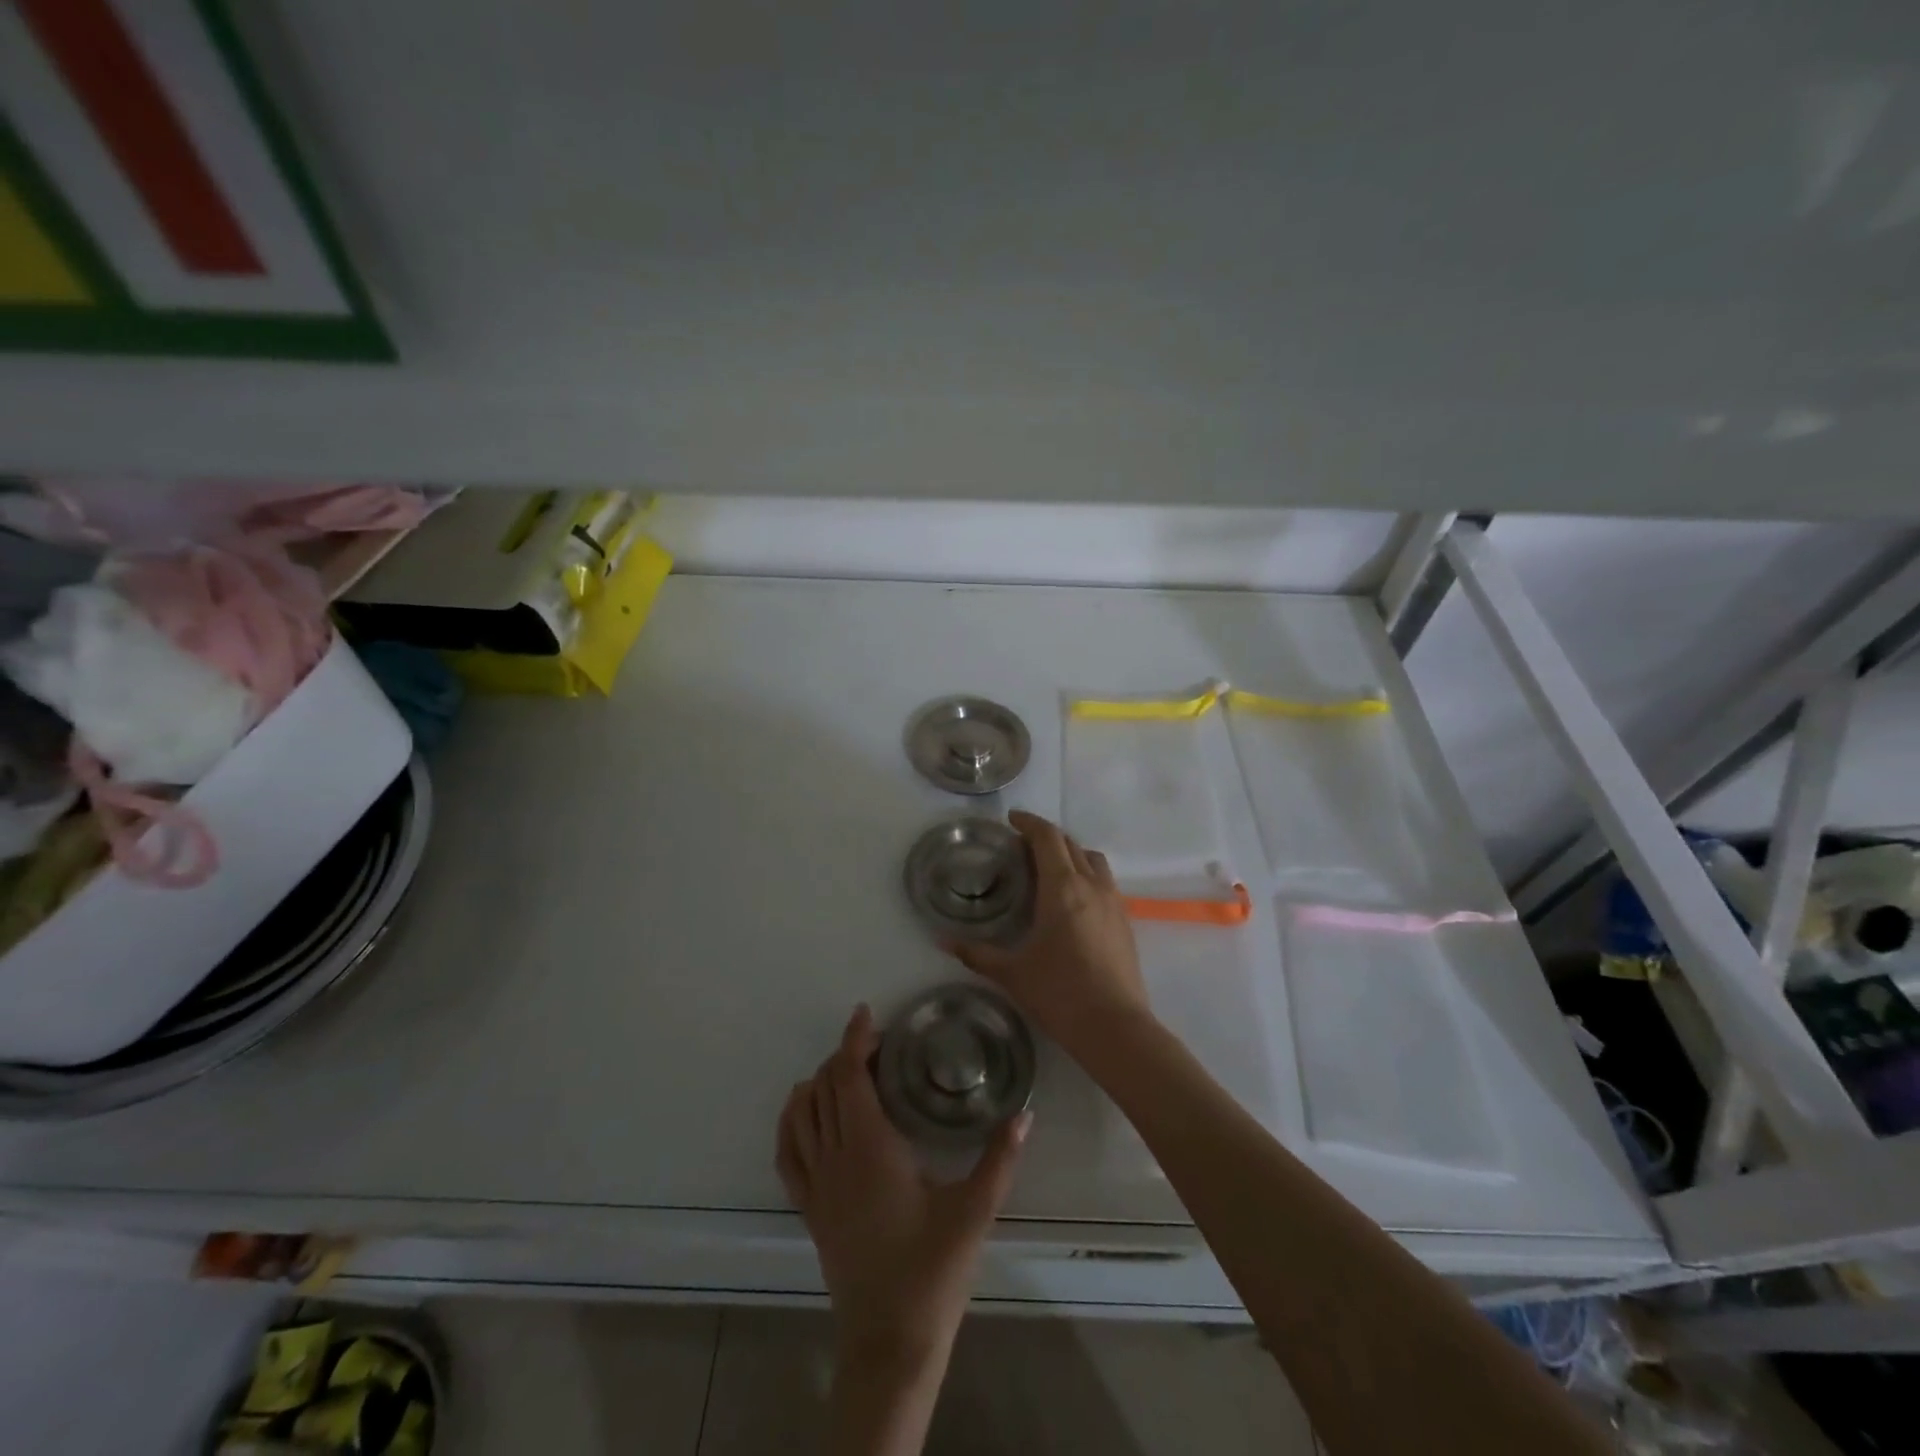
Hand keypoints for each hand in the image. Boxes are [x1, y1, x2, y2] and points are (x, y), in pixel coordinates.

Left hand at [777, 1005, 1029, 1366]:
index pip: (849, 1076)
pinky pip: (787, 1154)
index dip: (854, 1039)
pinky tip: (804, 1114)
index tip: (866, 1014)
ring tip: (844, 1070)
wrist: (891, 1342)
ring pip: (801, 1114)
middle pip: (825, 1087)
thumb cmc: (932, 1270)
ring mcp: (817, 1185)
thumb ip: (1001, 1158)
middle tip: (875, 1044)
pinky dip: (790, 1122)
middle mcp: (836, 1156)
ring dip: (817, 1082)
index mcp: (870, 1147)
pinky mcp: (810, 1209)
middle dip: (843, 1055)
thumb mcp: (975, 1211)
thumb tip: (1025, 1112)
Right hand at [948, 810, 1150, 1050]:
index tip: (1012, 820)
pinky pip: (1105, 881)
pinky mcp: (1125, 921)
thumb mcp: (1011, 973)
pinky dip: (1086, 874)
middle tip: (1022, 846)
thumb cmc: (1059, 994)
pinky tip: (1073, 900)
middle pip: (1070, 844)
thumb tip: (942, 941)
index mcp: (1062, 887)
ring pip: (1093, 860)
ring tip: (1050, 868)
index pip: (1047, 837)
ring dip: (1071, 853)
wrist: (1115, 1028)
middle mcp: (1091, 885)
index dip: (1029, 822)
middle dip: (1046, 837)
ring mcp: (1113, 902)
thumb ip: (976, 953)